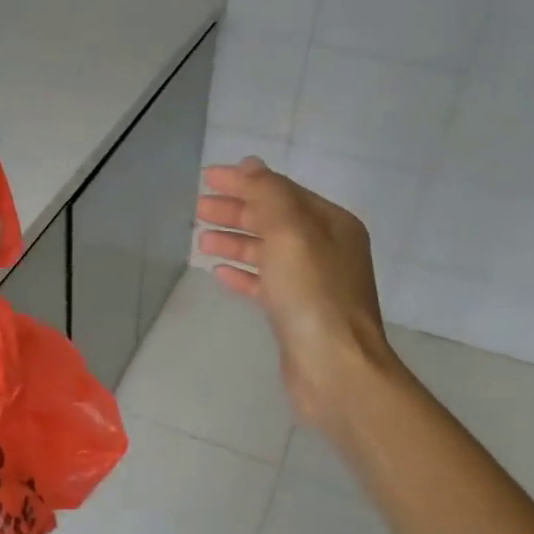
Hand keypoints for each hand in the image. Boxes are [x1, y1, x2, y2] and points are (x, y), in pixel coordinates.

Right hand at [197, 157, 405, 440]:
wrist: (335, 368)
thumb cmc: (313, 296)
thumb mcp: (290, 233)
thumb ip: (268, 195)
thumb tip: (250, 165)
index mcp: (331, 224)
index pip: (281, 191)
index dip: (243, 182)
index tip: (206, 178)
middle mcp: (325, 249)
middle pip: (273, 220)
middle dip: (236, 211)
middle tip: (198, 208)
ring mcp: (312, 283)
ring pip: (267, 252)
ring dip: (235, 241)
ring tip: (201, 240)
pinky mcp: (296, 313)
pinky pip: (265, 283)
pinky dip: (243, 273)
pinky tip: (219, 272)